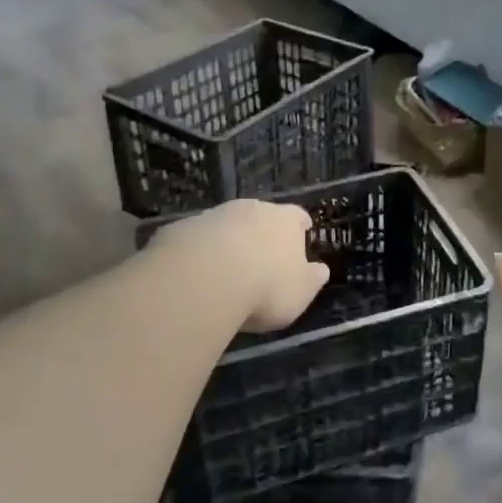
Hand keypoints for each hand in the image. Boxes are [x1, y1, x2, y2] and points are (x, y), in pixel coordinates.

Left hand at [156, 200, 328, 332]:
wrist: (202, 279)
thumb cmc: (265, 287)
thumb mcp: (300, 293)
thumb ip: (312, 279)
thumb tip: (320, 270)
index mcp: (285, 220)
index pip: (298, 216)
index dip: (300, 226)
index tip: (302, 234)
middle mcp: (251, 209)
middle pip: (260, 216)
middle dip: (261, 233)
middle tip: (260, 258)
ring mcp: (213, 216)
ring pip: (226, 225)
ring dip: (228, 242)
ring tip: (225, 270)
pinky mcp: (181, 229)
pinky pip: (195, 240)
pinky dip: (199, 253)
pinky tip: (195, 276)